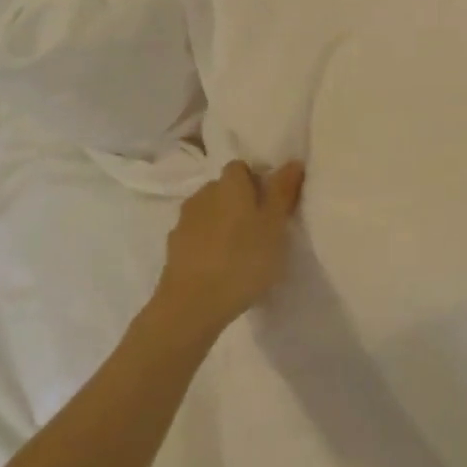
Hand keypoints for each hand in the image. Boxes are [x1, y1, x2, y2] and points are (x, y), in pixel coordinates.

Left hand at [153, 160, 304, 341]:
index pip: (241, 168)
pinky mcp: (173, 248)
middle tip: (260, 229)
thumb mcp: (275, 226)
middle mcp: (203, 194)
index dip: (257, 181)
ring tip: (240, 251)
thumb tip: (292, 161)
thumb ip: (282, 191)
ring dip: (222, 224)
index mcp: (229, 184)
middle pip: (224, 189)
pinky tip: (219, 267)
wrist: (191, 304)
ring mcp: (184, 221)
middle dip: (239, 202)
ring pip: (208, 213)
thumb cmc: (243, 260)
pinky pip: (196, 236)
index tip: (271, 205)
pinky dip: (208, 244)